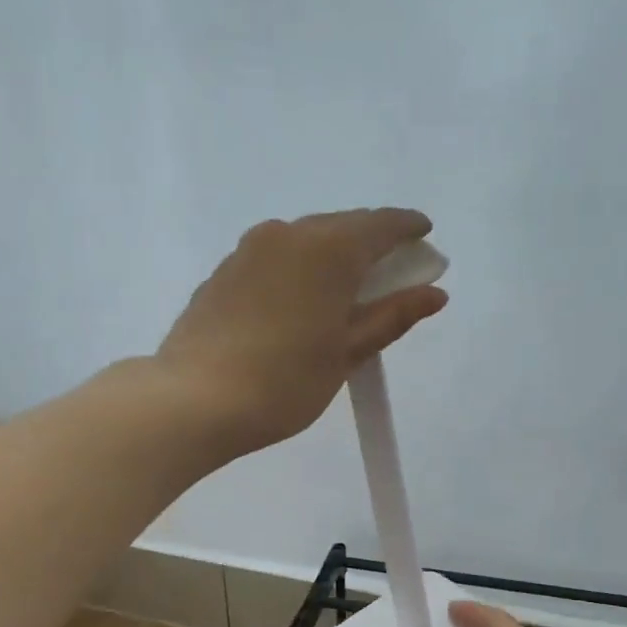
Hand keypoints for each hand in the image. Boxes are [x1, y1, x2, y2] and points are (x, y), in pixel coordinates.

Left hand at [155, 208, 447, 455]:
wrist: (192, 401)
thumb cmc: (284, 381)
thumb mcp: (347, 352)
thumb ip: (392, 316)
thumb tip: (435, 293)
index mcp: (329, 249)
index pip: (381, 225)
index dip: (409, 229)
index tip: (425, 237)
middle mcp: (289, 234)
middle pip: (343, 226)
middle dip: (372, 243)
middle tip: (392, 272)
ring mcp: (249, 249)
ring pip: (306, 239)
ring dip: (333, 254)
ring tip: (346, 290)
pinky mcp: (224, 270)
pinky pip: (275, 256)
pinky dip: (299, 267)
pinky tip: (300, 300)